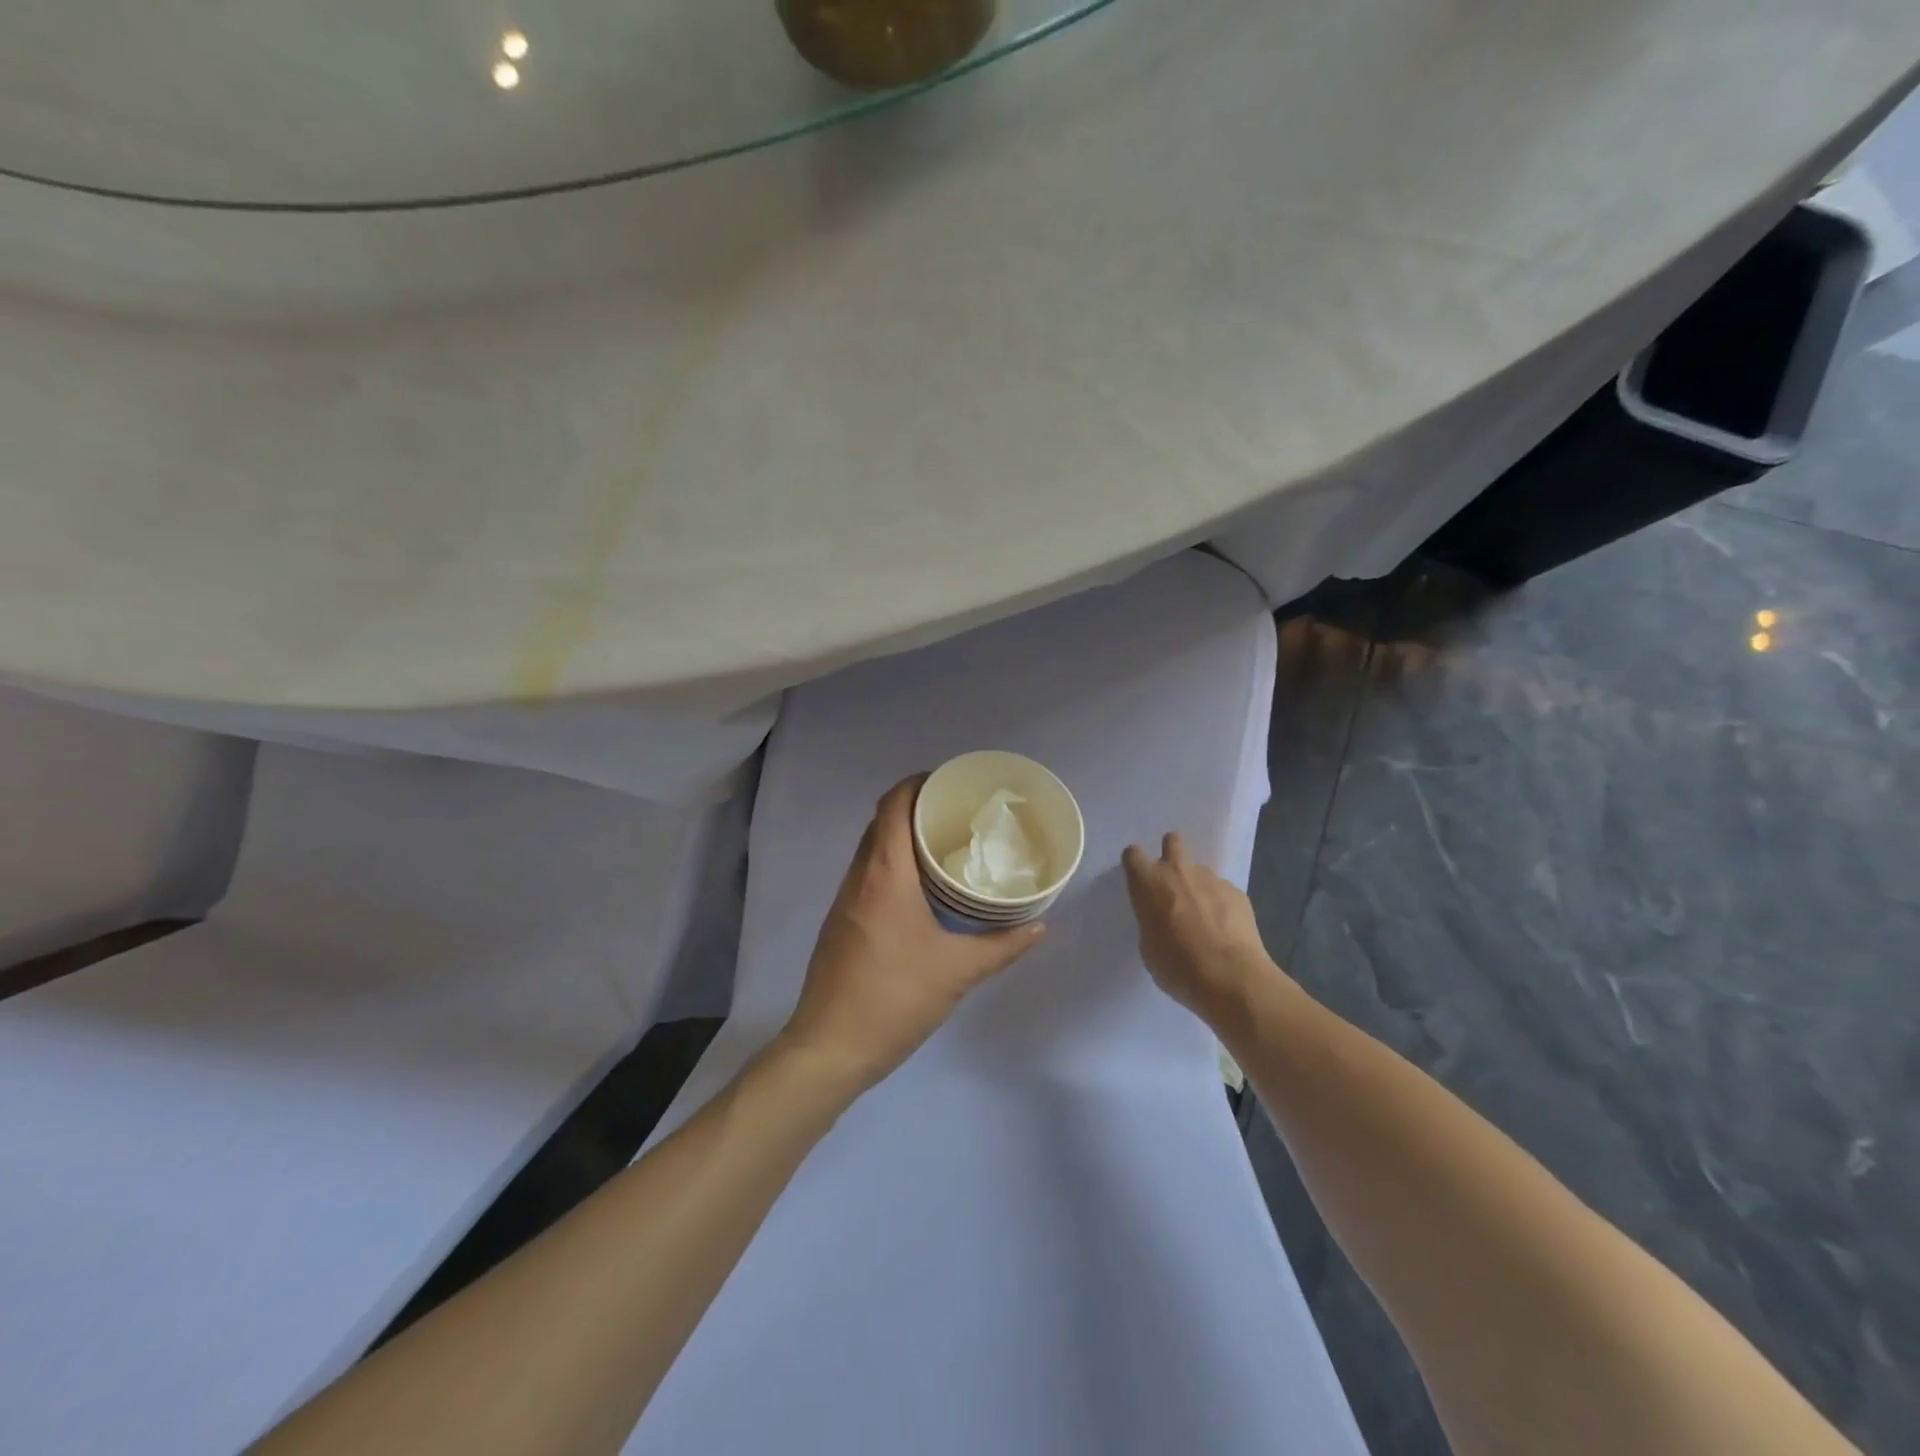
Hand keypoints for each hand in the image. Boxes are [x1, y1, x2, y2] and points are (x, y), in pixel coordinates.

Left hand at [778, 776, 1045, 1093]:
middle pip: (882, 822)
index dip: (918, 783)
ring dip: (903, 839)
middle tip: (959, 816)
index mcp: (884, 874)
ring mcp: (845, 900)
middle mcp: (860, 876)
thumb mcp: (957, 972)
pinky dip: (893, 866)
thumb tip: (1039, 926)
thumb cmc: (894, 997)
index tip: (950, 784)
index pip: (893, 804)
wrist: (830, 1047)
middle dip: (916, 809)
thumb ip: (1002, 946)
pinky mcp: (841, 922)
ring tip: (946, 847)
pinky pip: (868, 875)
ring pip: (873, 849)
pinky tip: (922, 891)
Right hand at [1122, 832, 1280, 1026]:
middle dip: (1171, 853)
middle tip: (1173, 882)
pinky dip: (1221, 904)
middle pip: (1173, 841)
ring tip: (1205, 918)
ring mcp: (1211, 879)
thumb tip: (1162, 917)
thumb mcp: (1148, 946)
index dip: (1136, 864)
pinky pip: (1223, 891)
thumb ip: (1151, 920)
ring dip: (1198, 886)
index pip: (1133, 853)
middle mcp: (1178, 871)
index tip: (1140, 879)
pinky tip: (1226, 930)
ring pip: (1200, 870)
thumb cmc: (1178, 966)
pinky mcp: (1237, 892)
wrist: (1231, 978)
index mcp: (1148, 882)